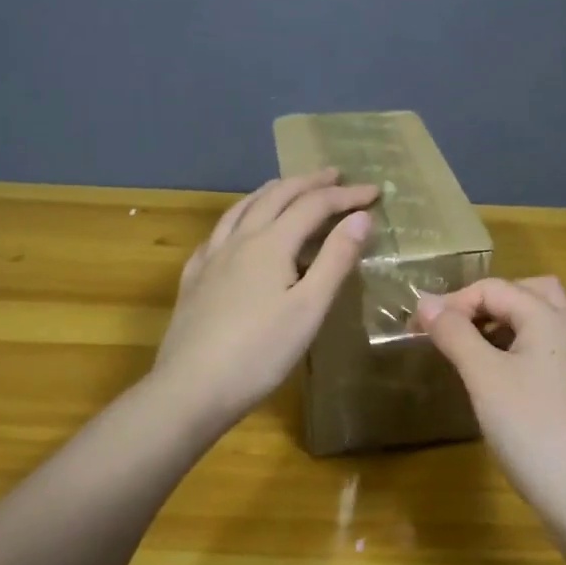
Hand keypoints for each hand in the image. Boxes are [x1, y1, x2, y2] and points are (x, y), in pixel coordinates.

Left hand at [152, 169, 377, 432]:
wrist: (190, 389)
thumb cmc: (260, 353)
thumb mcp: (309, 309)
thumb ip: (335, 259)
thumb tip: (361, 217)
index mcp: (271, 243)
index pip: (314, 205)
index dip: (346, 196)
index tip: (375, 192)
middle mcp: (239, 239)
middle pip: (276, 196)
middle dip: (309, 182)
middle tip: (335, 175)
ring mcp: (211, 257)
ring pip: (243, 208)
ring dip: (272, 191)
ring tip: (288, 187)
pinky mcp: (194, 278)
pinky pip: (220, 231)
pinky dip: (240, 216)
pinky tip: (238, 229)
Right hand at [415, 277, 565, 516]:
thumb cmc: (529, 426)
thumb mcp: (483, 376)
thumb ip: (454, 333)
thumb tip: (425, 301)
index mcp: (547, 316)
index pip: (494, 288)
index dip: (453, 302)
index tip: (418, 328)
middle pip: (528, 292)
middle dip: (488, 300)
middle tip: (457, 324)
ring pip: (537, 321)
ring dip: (501, 323)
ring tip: (468, 346)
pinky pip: (540, 349)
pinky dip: (513, 347)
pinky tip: (492, 375)